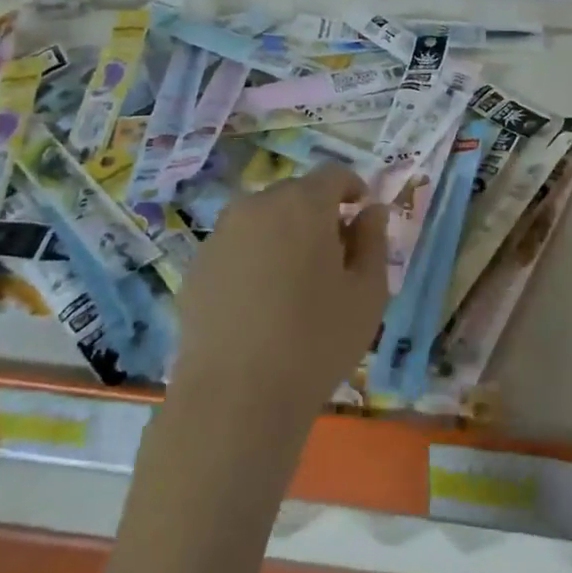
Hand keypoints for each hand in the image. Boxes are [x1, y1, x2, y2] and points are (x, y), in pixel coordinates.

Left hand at [170, 164, 389, 425]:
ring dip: (284, 234)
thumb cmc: (316, 341)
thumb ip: (374, 241)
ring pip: (263, 218)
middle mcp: (257, 205)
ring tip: (294, 281)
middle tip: (334, 256)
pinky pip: (237, 246)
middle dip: (318, 213)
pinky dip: (254, 258)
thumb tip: (371, 211)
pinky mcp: (197, 266)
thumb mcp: (368, 293)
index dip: (352, 189)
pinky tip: (260, 302)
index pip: (333, 175)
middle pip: (296, 194)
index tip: (362, 216)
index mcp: (303, 204)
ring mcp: (221, 234)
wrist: (235, 398)